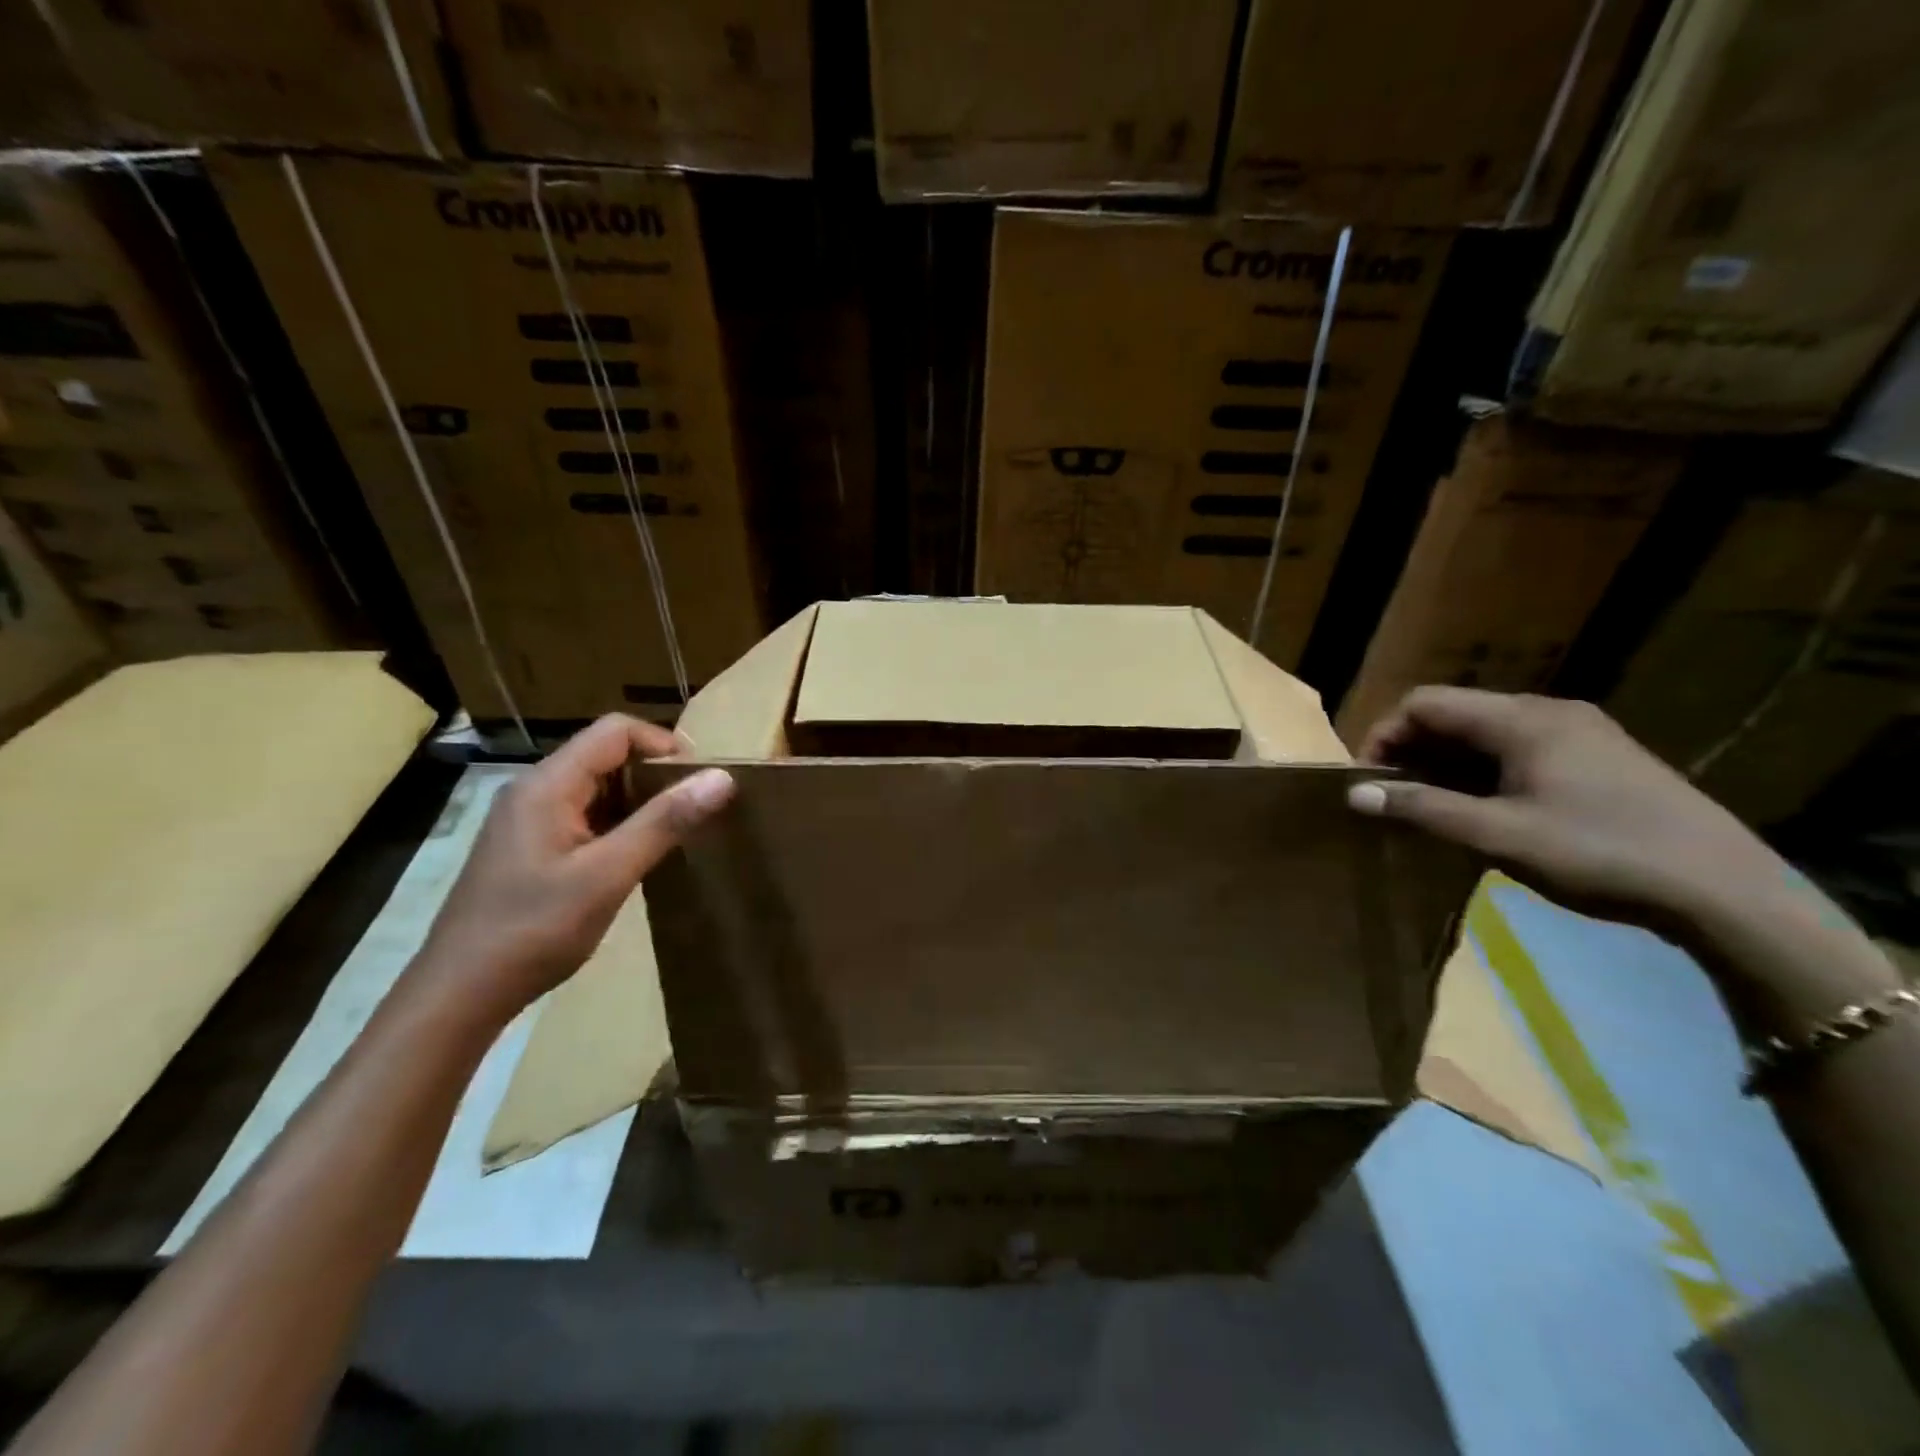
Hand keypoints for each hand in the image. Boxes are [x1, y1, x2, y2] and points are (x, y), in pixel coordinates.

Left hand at [415, 714, 734, 1020]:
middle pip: (607, 754)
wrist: (459, 994)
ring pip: (598, 786)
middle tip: (695, 811)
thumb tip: (722, 777)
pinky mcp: (531, 847)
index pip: (616, 730)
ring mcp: (529, 819)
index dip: (664, 745)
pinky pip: (585, 815)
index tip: (700, 782)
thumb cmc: (533, 930)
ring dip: (640, 801)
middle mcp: (535, 790)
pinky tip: (637, 857)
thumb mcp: (608, 874)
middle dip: (655, 774)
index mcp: (548, 785)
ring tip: (675, 833)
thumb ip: (664, 821)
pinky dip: (619, 824)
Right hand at [1347, 687, 1783, 934]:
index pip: (1424, 703)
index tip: (1369, 781)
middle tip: (1396, 799)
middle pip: (1455, 714)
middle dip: (1413, 751)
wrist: (1726, 892)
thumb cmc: (1600, 853)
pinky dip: (1484, 772)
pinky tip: (1487, 810)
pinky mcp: (1600, 758)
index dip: (1384, 735)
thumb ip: (1423, 809)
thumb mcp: (1499, 835)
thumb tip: (1354, 793)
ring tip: (1434, 809)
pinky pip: (1519, 749)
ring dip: (1447, 764)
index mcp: (1522, 719)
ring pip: (1486, 733)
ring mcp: (1580, 733)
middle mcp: (1548, 711)